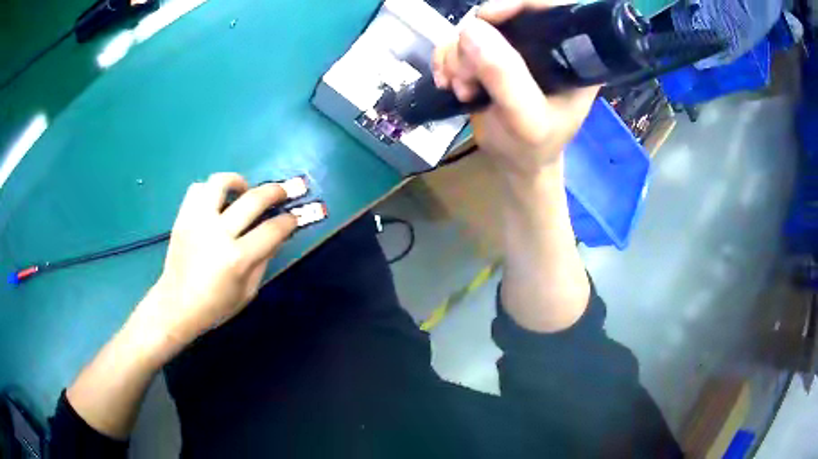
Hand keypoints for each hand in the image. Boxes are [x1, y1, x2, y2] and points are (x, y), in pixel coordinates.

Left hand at [139, 173, 296, 354]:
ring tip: (245, 190)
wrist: (176, 306)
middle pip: (253, 199)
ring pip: (220, 182)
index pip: (272, 230)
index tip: (294, 217)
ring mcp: (197, 221)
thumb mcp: (248, 292)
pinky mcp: (183, 218)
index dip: (289, 221)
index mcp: (237, 258)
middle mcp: (217, 233)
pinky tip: (217, 201)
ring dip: (238, 181)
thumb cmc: (215, 306)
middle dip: (275, 191)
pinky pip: (197, 189)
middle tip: (283, 192)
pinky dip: (211, 190)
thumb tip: (278, 235)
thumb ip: (264, 260)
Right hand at [432, 0, 598, 178]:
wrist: (514, 163)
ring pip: (473, 28)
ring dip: (457, 57)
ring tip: (462, 88)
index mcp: (571, 55)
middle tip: (468, 78)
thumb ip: (505, 77)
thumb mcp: (526, 119)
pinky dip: (446, 60)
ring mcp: (514, 48)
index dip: (518, 3)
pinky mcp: (489, 56)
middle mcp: (543, 44)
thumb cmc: (532, 147)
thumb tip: (471, 29)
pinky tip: (449, 82)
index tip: (488, 17)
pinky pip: (458, 41)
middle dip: (474, 42)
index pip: (550, 8)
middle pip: (502, 14)